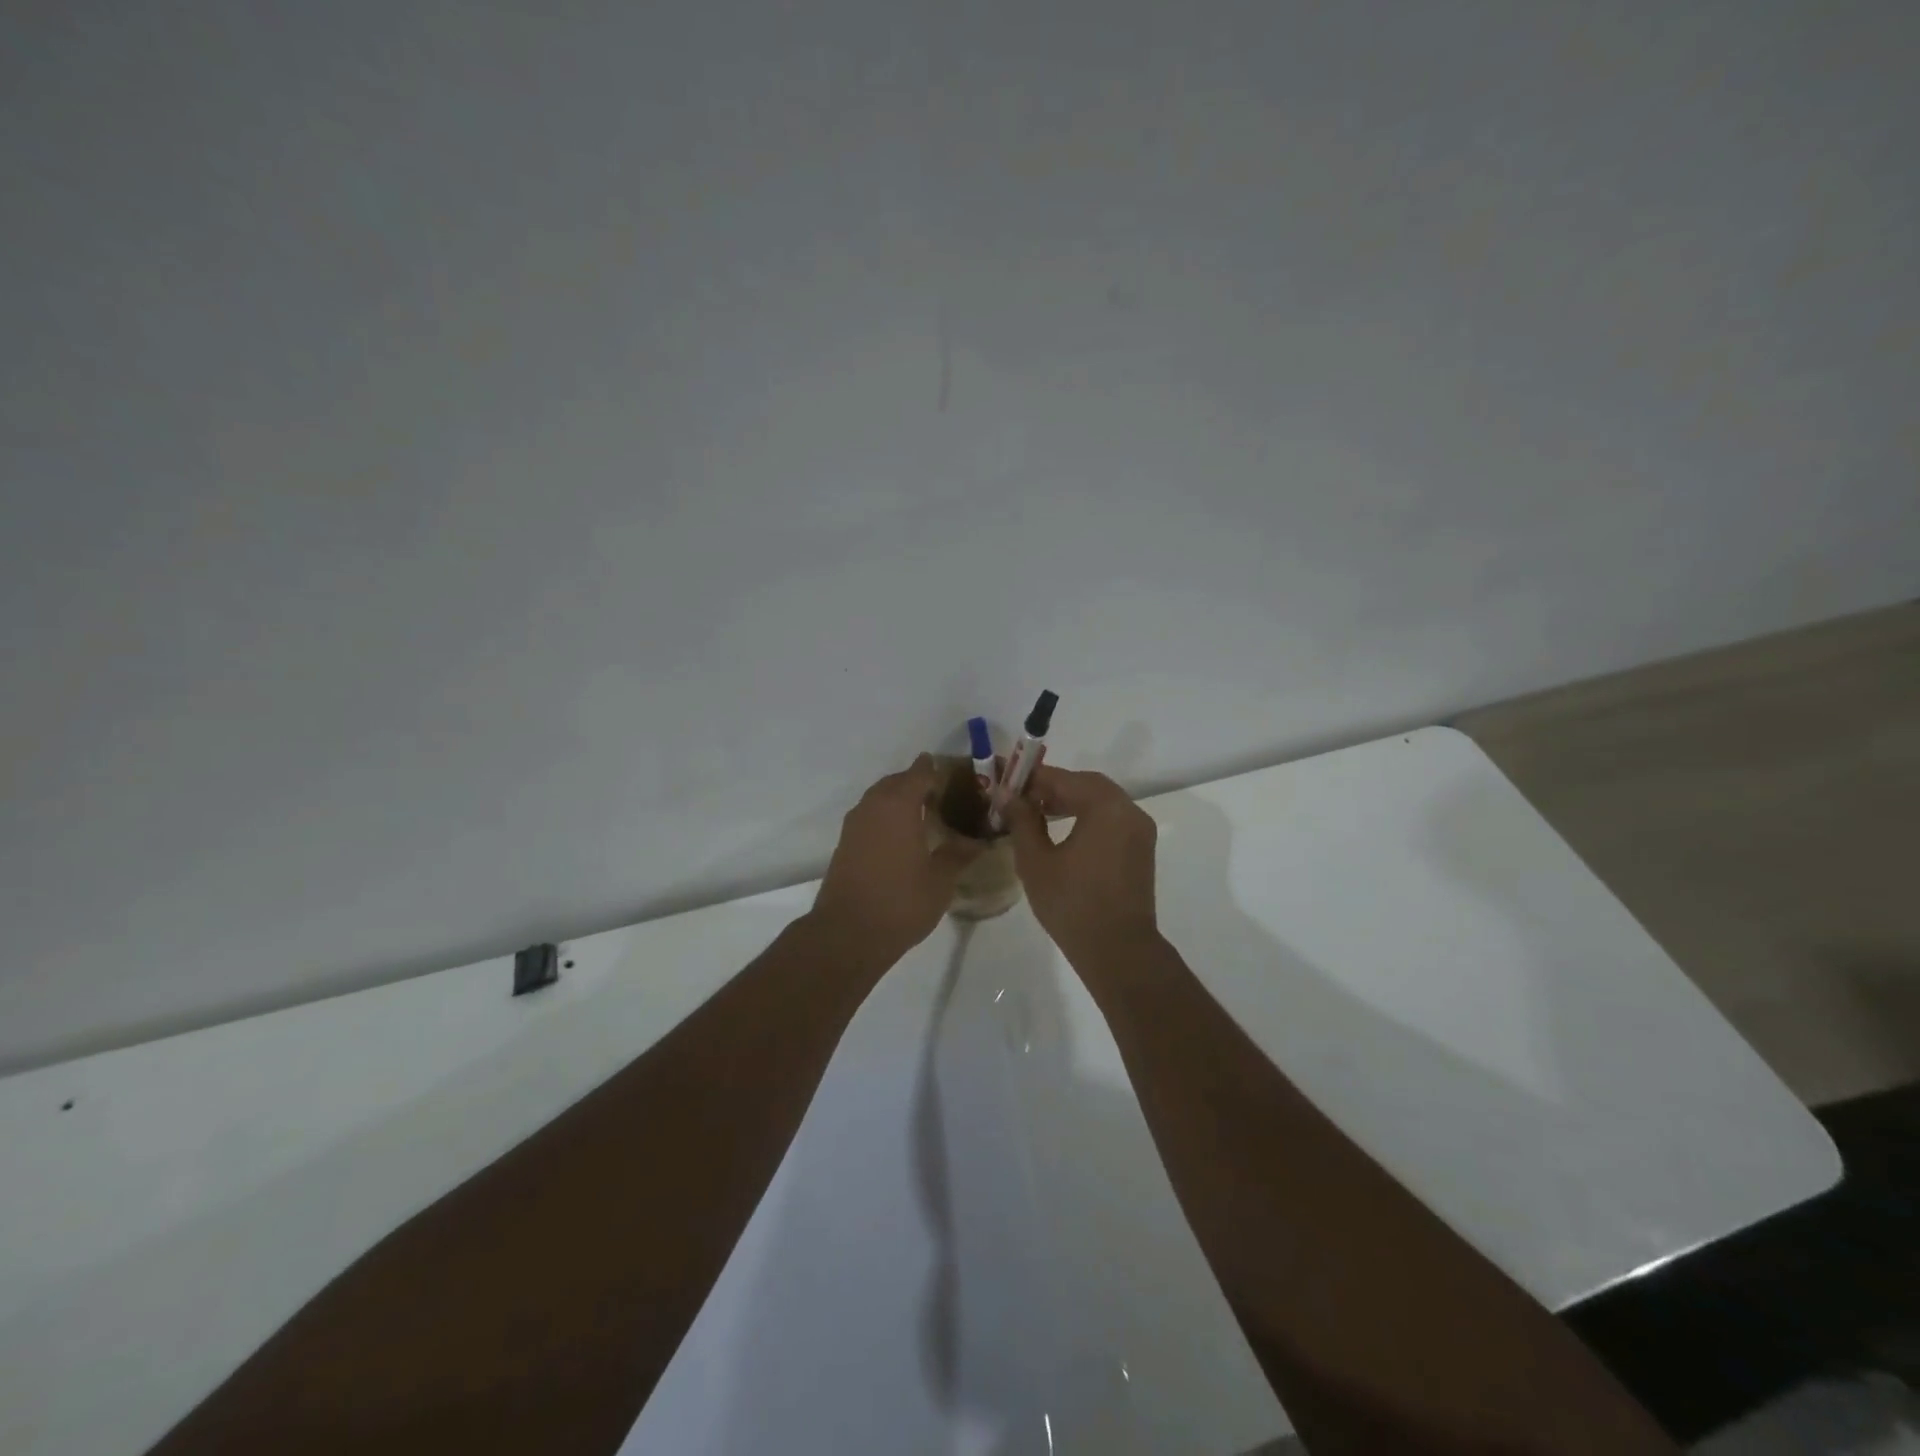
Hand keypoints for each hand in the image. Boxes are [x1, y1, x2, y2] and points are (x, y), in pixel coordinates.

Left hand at [809, 755, 980, 968]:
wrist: (847, 933)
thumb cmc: (901, 902)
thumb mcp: (940, 880)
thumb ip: (959, 854)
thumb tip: (978, 841)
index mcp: (898, 805)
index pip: (920, 772)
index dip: (938, 771)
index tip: (957, 777)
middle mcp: (873, 806)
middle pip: (897, 781)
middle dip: (918, 783)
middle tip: (944, 796)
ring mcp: (854, 825)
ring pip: (879, 798)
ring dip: (899, 800)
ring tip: (924, 815)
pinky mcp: (845, 844)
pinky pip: (870, 817)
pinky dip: (886, 817)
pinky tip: (902, 837)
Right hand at [1002, 765, 1159, 960]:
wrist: (1118, 950)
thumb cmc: (1072, 903)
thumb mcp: (1036, 860)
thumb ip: (1022, 820)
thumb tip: (1007, 795)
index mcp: (1106, 807)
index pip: (1064, 779)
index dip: (1032, 778)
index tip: (1006, 782)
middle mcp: (1129, 811)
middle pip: (1087, 785)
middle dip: (1053, 787)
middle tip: (1021, 798)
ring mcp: (1140, 831)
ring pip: (1101, 802)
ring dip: (1070, 802)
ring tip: (1037, 814)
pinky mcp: (1141, 850)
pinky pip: (1111, 820)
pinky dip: (1087, 817)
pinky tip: (1063, 832)